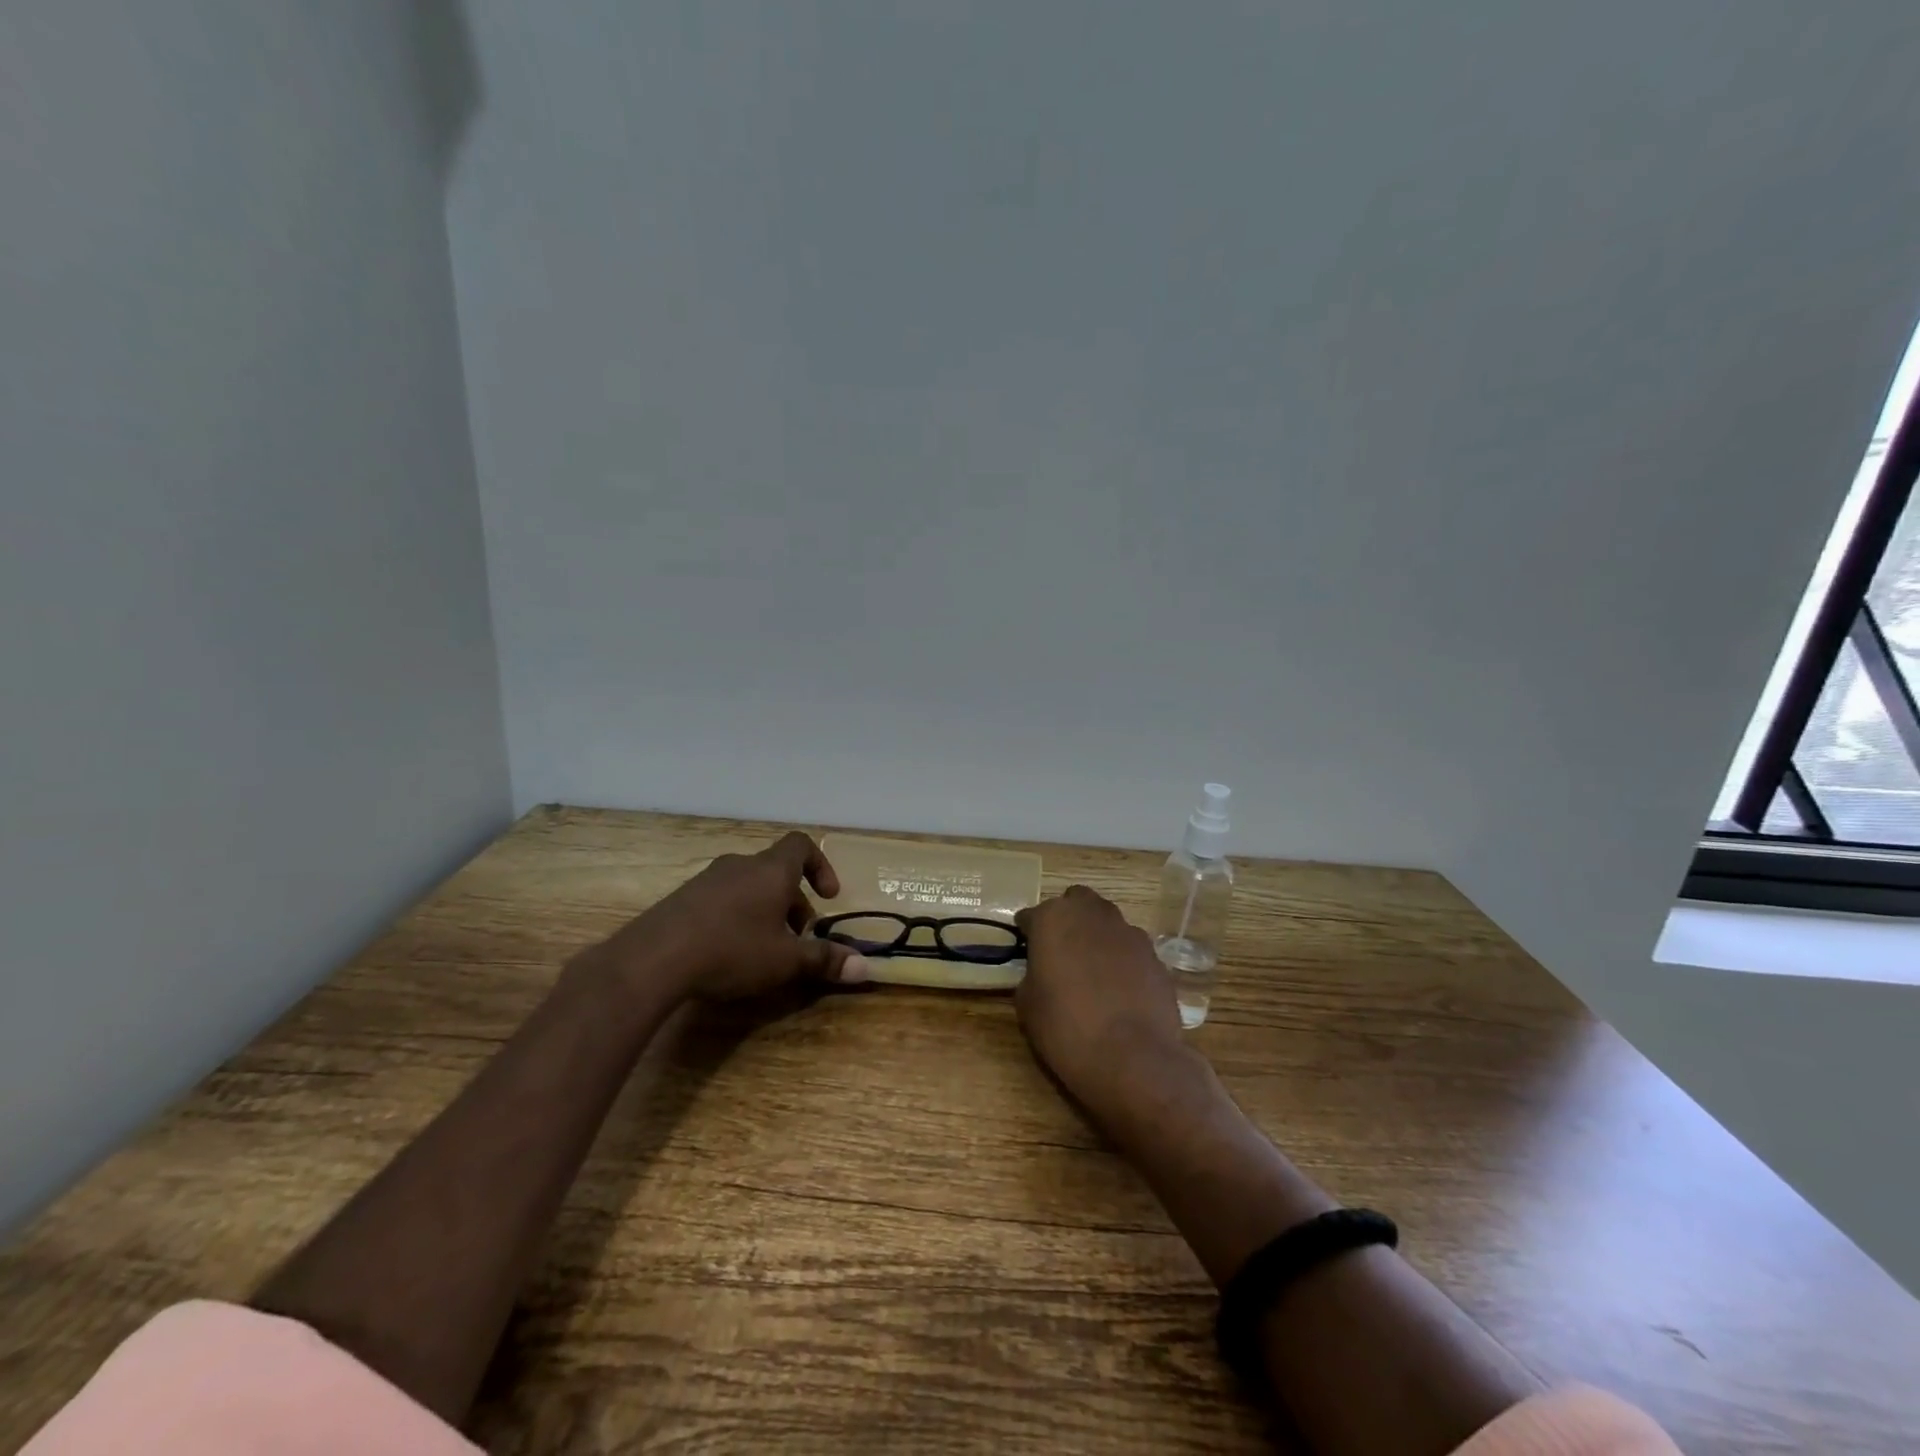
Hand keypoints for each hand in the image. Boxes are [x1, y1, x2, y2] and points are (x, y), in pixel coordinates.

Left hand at [592, 832, 871, 1002]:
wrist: (653, 959)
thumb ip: (824, 960)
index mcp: (771, 870)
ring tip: (764, 947)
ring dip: (764, 909)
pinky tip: (727, 951)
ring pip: (748, 885)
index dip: (820, 866)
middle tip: (798, 936)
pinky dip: (735, 916)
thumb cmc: (732, 950)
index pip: (802, 845)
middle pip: (776, 871)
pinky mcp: (682, 899)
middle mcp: (741, 865)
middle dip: (793, 901)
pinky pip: (721, 898)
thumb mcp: (785, 961)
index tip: (828, 897)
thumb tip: (865, 968)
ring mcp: (707, 879)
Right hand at [1014, 885, 1185, 1114]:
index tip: (1025, 950)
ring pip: (1108, 923)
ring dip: (1097, 937)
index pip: (1032, 915)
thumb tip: (1041, 972)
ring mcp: (1130, 933)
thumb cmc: (1065, 1028)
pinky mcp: (1155, 957)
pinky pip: (1131, 950)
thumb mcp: (1027, 1004)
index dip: (1027, 933)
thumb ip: (1032, 975)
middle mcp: (1093, 914)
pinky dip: (1122, 961)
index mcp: (1054, 919)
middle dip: (1068, 919)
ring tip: (1092, 972)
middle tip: (1060, 951)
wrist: (1132, 1058)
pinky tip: (1119, 990)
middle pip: (1076, 902)